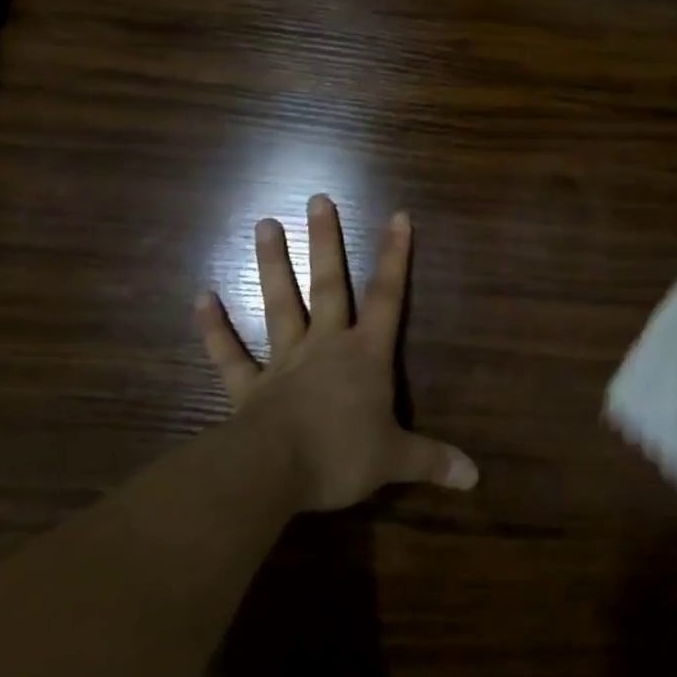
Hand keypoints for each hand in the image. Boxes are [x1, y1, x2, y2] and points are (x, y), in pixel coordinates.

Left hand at [195, 195, 477, 511]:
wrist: (273, 473)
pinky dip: (214, 327)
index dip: (395, 256)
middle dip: (325, 241)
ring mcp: (284, 361)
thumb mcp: (395, 459)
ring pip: (278, 304)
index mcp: (364, 355)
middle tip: (316, 199)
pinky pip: (229, 354)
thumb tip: (475, 477)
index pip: (387, 297)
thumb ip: (433, 461)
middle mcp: (325, 345)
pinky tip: (201, 296)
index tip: (398, 215)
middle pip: (328, 284)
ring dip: (271, 265)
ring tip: (264, 222)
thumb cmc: (341, 456)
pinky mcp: (248, 387)